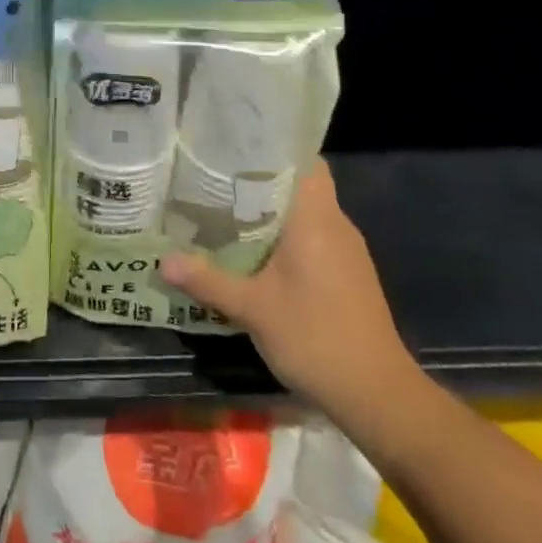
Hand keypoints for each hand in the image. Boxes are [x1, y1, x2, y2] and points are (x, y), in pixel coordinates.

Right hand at [159, 159, 419, 428]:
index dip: (274, 146)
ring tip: (230, 209)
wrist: (379, 398)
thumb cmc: (316, 338)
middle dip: (263, 178)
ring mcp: (348, 251)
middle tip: (219, 176)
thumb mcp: (253, 309)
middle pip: (301, 183)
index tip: (238, 144)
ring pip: (308, 213)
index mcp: (316, 217)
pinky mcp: (351, 276)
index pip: (305, 159)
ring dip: (275, 210)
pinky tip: (260, 252)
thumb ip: (208, 280)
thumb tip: (162, 261)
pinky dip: (289, 236)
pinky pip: (316, 237)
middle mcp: (336, 224)